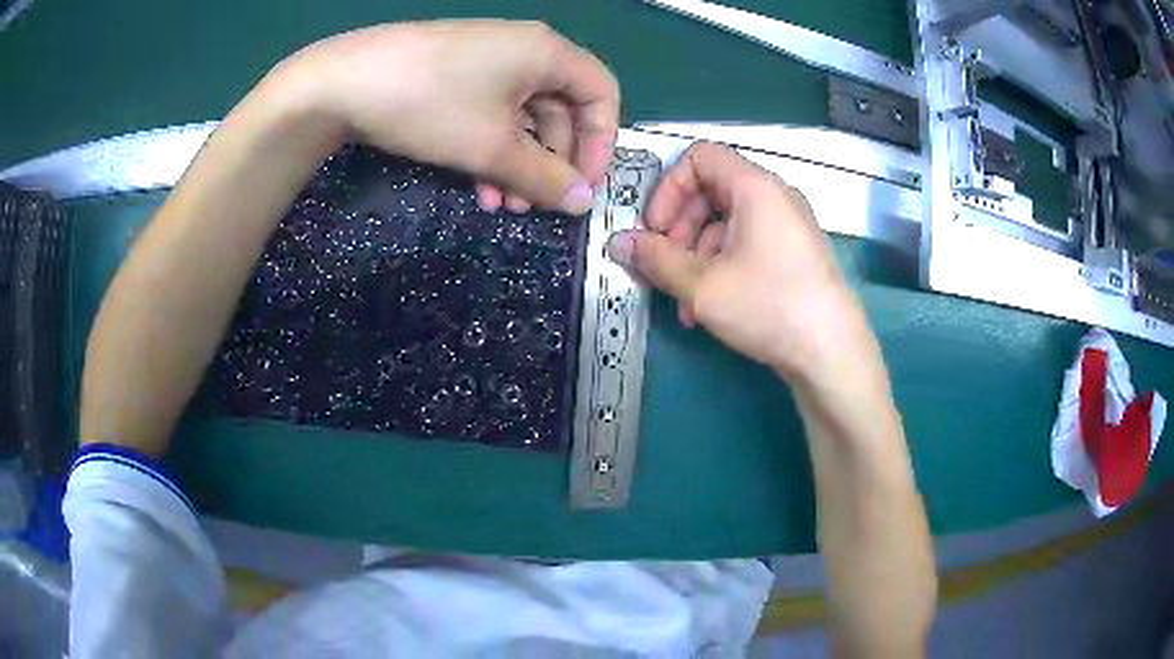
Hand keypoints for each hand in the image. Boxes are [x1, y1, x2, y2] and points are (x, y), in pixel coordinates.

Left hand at [276, 20, 618, 215]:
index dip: (602, 142)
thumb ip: (543, 176)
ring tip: (503, 206)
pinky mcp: (459, 75)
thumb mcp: (491, 146)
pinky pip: (493, 112)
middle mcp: (525, 50)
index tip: (585, 185)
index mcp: (547, 52)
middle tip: (540, 205)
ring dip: (520, 163)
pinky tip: (479, 186)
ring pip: (524, 116)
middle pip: (563, 108)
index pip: (602, 94)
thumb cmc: (430, 104)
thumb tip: (582, 203)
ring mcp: (489, 61)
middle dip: (553, 161)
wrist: (343, 82)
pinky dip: (493, 149)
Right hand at [606, 142, 876, 384]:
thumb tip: (618, 243)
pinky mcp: (793, 253)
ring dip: (696, 257)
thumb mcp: (702, 285)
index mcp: (755, 187)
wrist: (831, 352)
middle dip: (678, 229)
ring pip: (725, 224)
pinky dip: (721, 266)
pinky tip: (708, 307)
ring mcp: (787, 226)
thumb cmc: (769, 306)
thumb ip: (655, 259)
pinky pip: (747, 244)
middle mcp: (774, 196)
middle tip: (664, 267)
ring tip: (685, 302)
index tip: (654, 229)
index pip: (698, 157)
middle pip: (710, 192)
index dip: (667, 188)